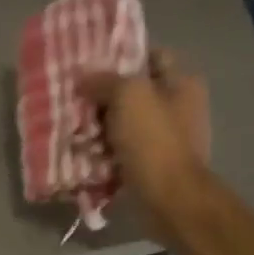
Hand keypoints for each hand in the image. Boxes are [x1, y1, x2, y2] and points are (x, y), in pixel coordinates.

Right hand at [81, 48, 212, 231]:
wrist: (170, 199)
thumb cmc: (154, 139)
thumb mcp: (128, 95)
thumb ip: (104, 80)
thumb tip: (82, 77)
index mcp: (182, 83)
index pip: (151, 56)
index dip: (121, 55)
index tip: (90, 63)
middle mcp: (177, 107)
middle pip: (132, 92)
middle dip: (102, 96)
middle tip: (74, 98)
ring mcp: (164, 138)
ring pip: (122, 123)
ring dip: (98, 127)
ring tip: (72, 128)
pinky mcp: (150, 164)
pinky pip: (120, 151)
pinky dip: (102, 152)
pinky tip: (81, 152)